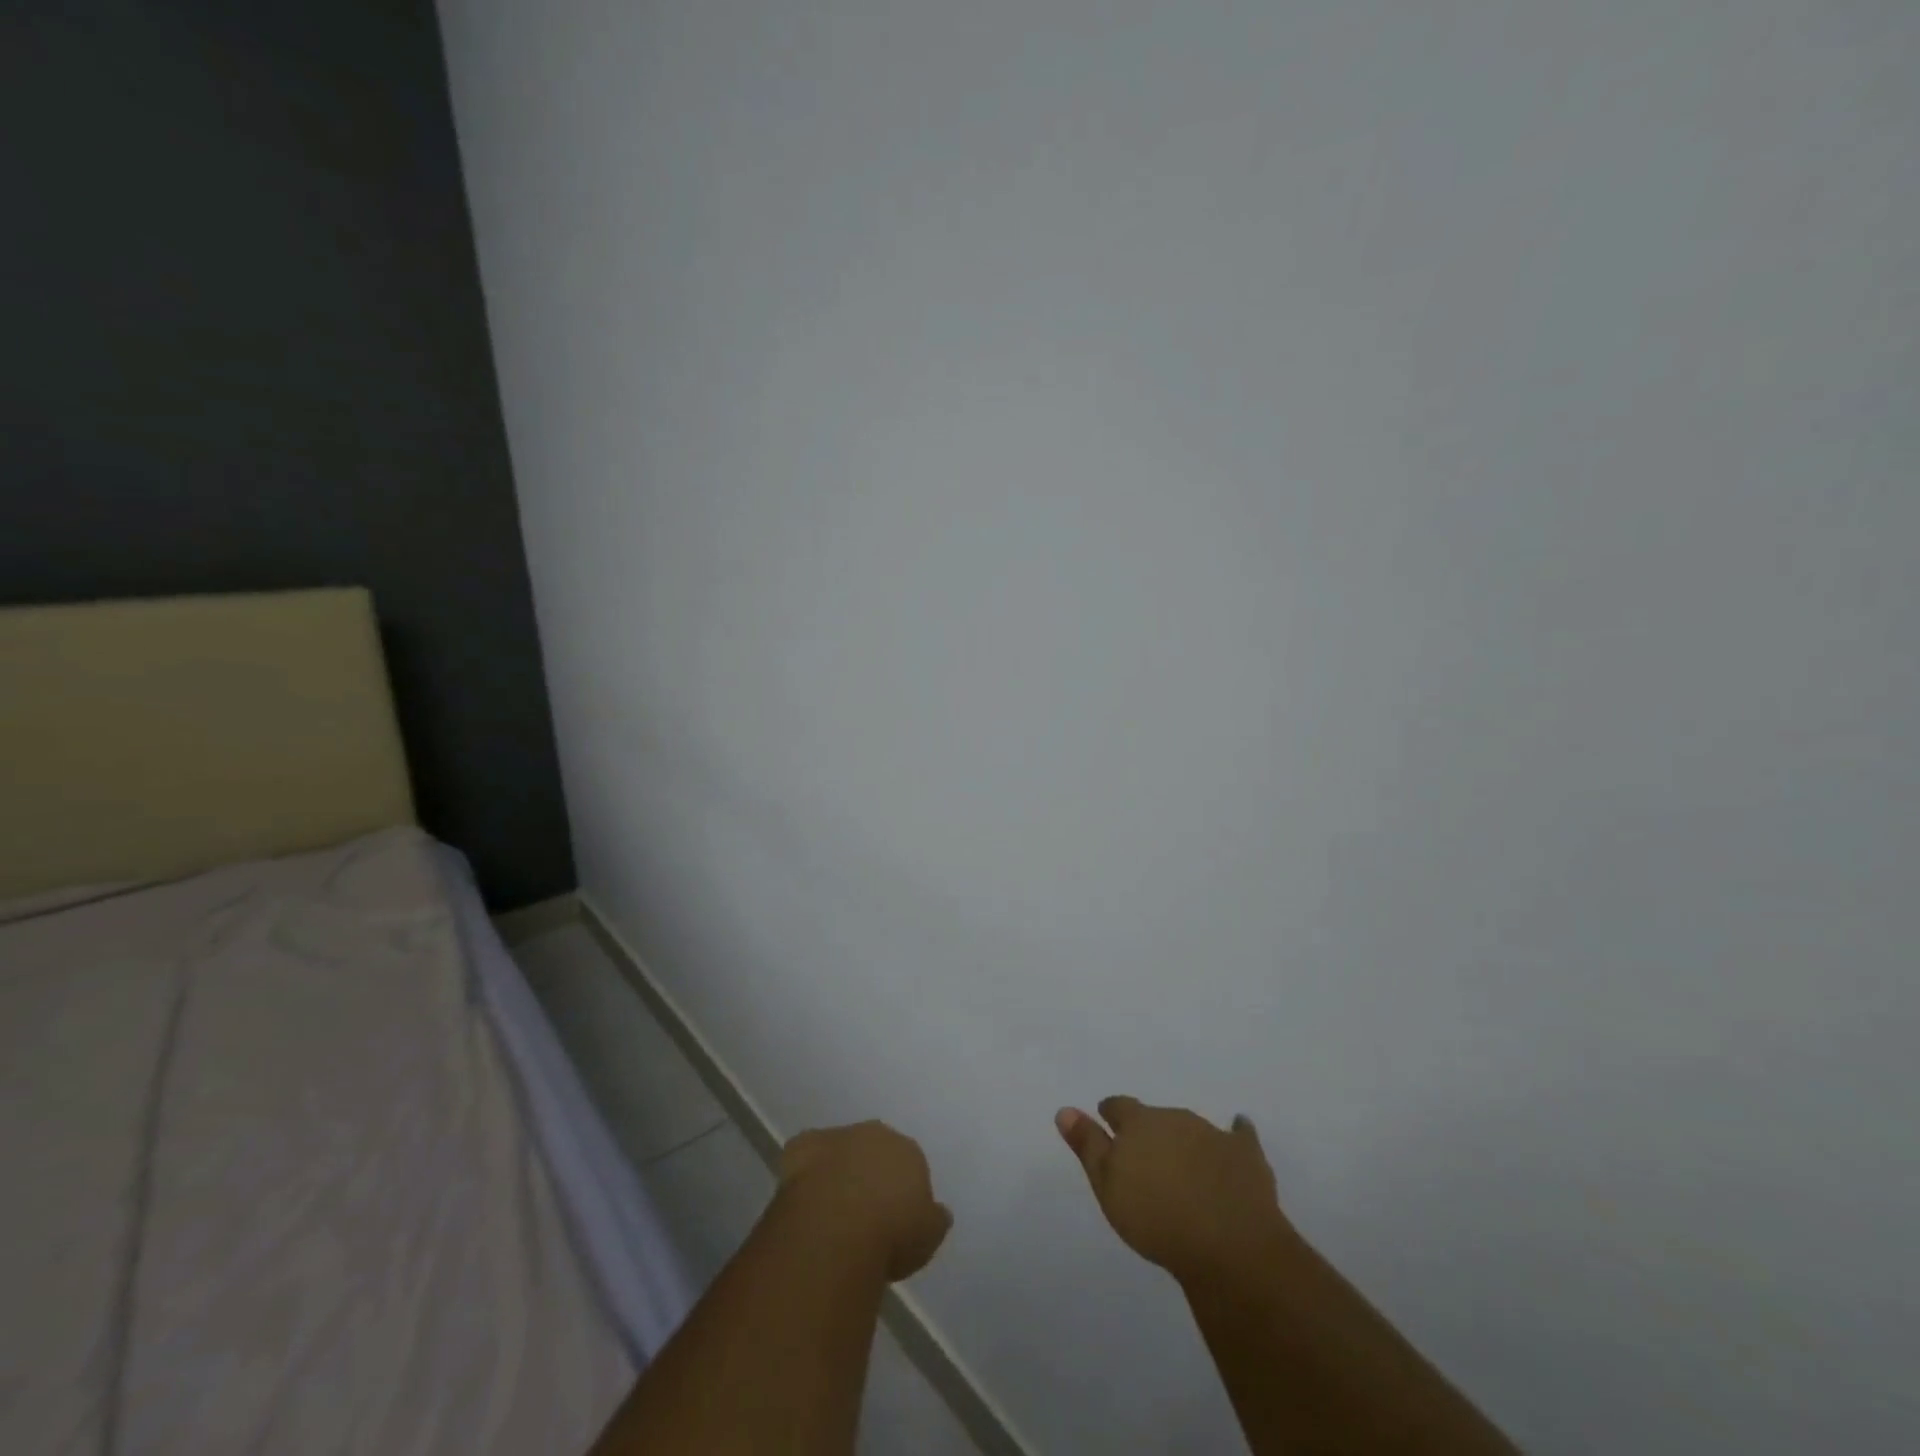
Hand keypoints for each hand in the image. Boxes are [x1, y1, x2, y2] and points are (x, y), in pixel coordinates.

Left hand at [776, 1120, 952, 1281]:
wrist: (838, 1229)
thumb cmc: (891, 1234)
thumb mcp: (928, 1236)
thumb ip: (934, 1218)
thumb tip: (939, 1212)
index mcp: (908, 1150)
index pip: (908, 1164)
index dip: (900, 1192)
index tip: (894, 1219)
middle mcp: (874, 1135)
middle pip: (873, 1151)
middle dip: (869, 1174)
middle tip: (863, 1214)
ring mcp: (837, 1137)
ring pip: (840, 1151)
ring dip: (837, 1172)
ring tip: (831, 1213)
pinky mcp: (803, 1146)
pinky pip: (805, 1155)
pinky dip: (805, 1172)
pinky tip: (804, 1198)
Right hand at [1056, 1097, 1293, 1284]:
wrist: (1227, 1244)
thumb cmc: (1156, 1218)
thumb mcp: (1108, 1186)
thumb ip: (1088, 1146)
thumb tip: (1064, 1110)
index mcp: (1139, 1123)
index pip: (1119, 1107)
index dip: (1111, 1113)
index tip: (1106, 1119)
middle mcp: (1175, 1118)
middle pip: (1157, 1117)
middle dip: (1150, 1130)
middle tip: (1145, 1154)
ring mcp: (1213, 1134)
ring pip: (1192, 1128)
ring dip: (1184, 1139)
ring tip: (1181, 1160)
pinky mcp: (1245, 1155)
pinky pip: (1240, 1136)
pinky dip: (1237, 1133)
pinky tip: (1239, 1129)